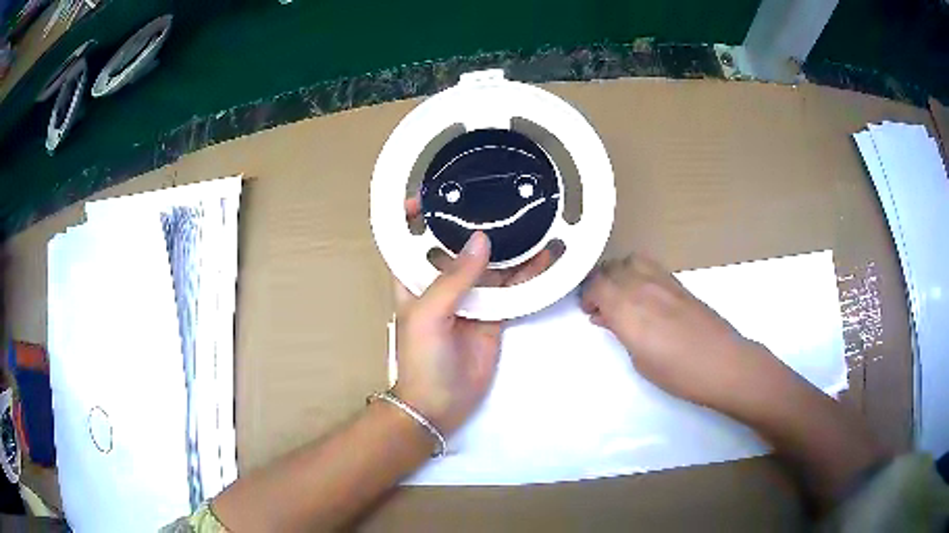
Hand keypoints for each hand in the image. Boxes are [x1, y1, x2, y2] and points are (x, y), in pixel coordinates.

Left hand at [392, 198, 550, 435]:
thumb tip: (481, 240)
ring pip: (489, 264)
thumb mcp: (429, 313)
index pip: (409, 238)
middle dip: (472, 222)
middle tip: (496, 195)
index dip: (415, 214)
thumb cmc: (422, 356)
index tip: (432, 191)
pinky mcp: (494, 313)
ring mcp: (471, 297)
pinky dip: (527, 274)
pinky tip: (544, 258)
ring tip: (530, 220)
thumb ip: (454, 278)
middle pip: (456, 244)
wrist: (440, 403)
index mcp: (414, 278)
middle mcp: (441, 282)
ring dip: (507, 246)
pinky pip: (512, 288)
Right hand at [580, 254, 791, 417]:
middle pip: (611, 268)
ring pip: (631, 260)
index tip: (589, 311)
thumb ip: (621, 332)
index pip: (596, 285)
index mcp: (627, 308)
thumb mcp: (639, 359)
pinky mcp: (679, 283)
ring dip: (619, 273)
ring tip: (621, 294)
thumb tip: (607, 317)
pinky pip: (651, 265)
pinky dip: (638, 273)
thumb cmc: (677, 372)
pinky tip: (644, 294)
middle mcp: (642, 286)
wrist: (722, 363)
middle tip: (601, 305)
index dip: (587, 296)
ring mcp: (663, 281)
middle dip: (600, 283)